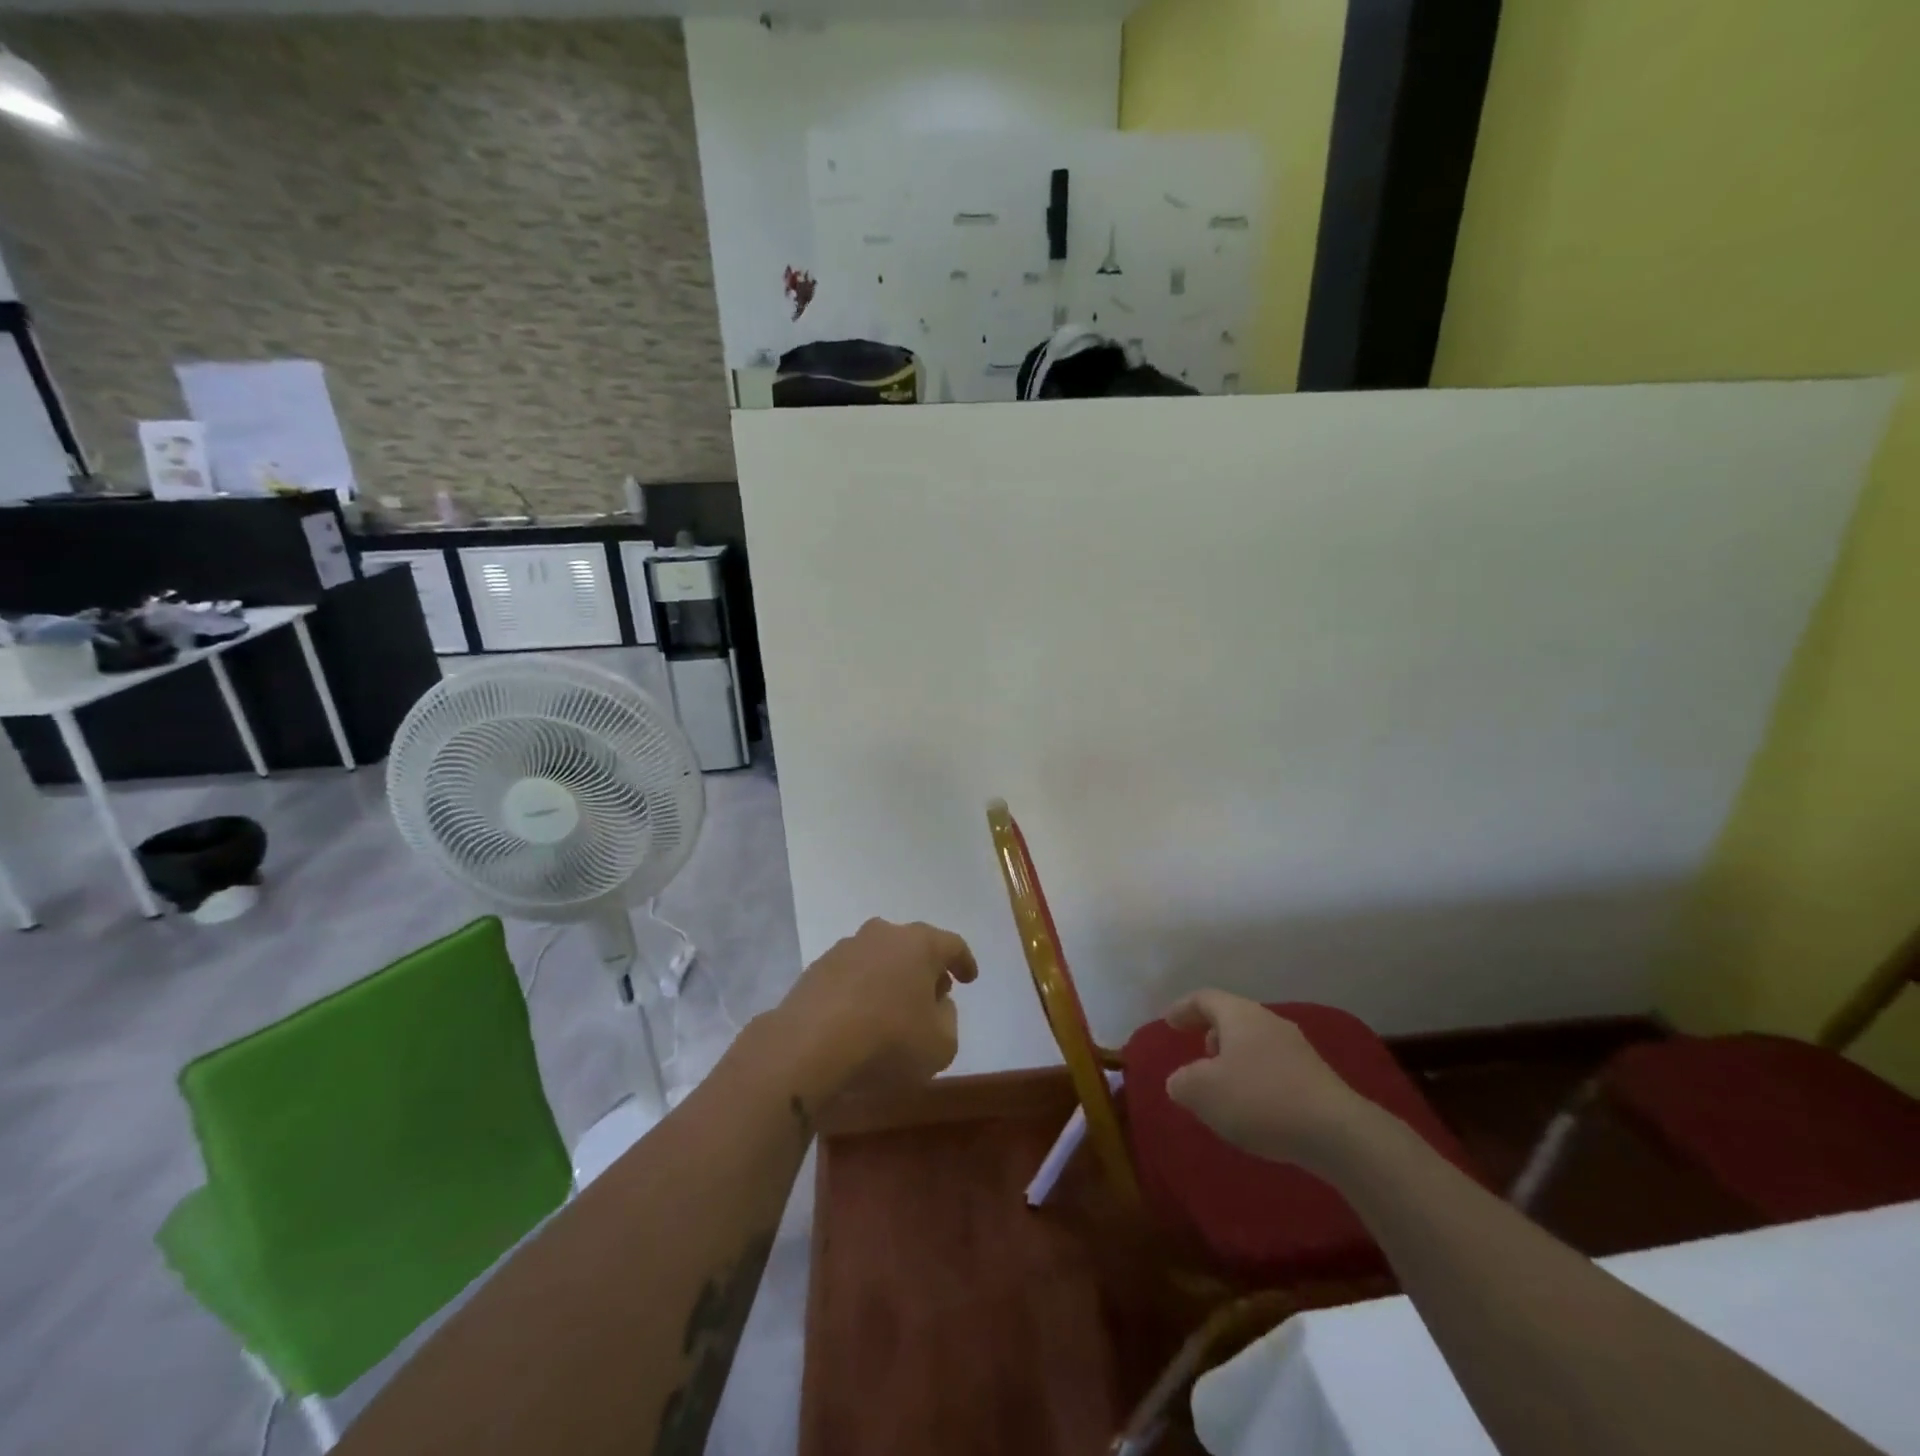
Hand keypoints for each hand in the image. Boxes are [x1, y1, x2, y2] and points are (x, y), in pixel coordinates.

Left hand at [773, 918, 977, 1102]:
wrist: (809, 1047)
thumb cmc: (888, 1041)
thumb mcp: (941, 1045)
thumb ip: (948, 1020)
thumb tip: (937, 1004)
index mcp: (919, 944)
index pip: (952, 944)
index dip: (964, 961)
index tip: (969, 978)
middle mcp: (882, 935)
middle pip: (913, 946)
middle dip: (925, 968)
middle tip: (933, 994)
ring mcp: (845, 949)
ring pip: (879, 958)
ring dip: (890, 978)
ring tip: (893, 1010)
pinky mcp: (816, 969)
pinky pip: (851, 976)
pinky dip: (861, 991)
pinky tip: (860, 1018)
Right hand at [1162, 990, 1374, 1169]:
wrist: (1337, 1133)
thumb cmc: (1260, 1100)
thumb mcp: (1203, 1092)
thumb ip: (1182, 1082)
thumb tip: (1181, 1081)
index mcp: (1240, 1015)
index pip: (1205, 998)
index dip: (1183, 1008)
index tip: (1168, 1022)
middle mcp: (1269, 1022)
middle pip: (1234, 1018)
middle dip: (1213, 1034)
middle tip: (1199, 1054)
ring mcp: (1298, 1050)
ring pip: (1256, 1043)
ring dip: (1236, 1059)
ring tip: (1225, 1087)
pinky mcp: (1317, 1079)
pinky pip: (1275, 1068)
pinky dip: (1257, 1079)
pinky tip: (1255, 1108)